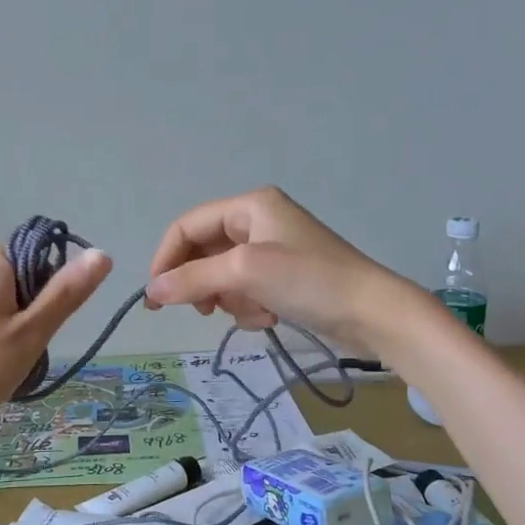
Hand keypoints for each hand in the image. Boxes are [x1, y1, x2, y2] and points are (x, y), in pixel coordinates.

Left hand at [0, 244, 112, 441]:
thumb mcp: (31, 333)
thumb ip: (66, 294)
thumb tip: (102, 253)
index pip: (30, 249)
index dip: (51, 273)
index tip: (58, 310)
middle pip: (16, 279)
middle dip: (36, 307)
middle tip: (40, 342)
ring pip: (0, 307)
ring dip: (18, 328)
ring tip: (18, 363)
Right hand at [145, 187, 400, 352]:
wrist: (373, 312)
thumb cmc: (309, 280)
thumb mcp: (245, 273)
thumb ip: (193, 279)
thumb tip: (151, 292)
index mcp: (249, 206)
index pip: (187, 226)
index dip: (166, 258)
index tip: (156, 296)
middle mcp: (258, 221)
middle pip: (204, 252)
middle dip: (204, 284)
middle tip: (205, 311)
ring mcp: (273, 249)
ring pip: (223, 276)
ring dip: (230, 299)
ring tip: (253, 313)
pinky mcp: (285, 276)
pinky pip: (246, 290)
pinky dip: (250, 307)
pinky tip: (270, 318)